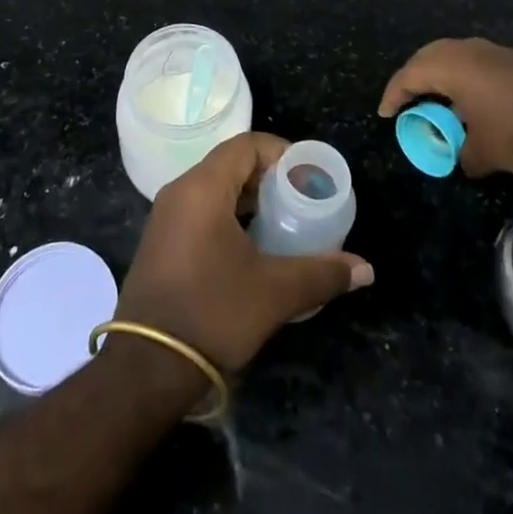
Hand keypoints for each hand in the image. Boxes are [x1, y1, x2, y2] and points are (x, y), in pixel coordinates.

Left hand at [115, 132, 372, 372]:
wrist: (147, 369)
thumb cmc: (213, 312)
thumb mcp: (274, 292)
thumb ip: (321, 273)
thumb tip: (365, 268)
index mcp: (203, 187)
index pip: (246, 145)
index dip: (281, 152)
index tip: (308, 175)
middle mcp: (180, 191)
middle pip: (230, 164)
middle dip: (269, 177)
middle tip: (301, 200)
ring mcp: (166, 218)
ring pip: (215, 189)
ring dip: (249, 199)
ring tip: (283, 222)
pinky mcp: (161, 243)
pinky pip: (200, 211)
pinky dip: (229, 216)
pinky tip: (252, 247)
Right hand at [378, 37, 512, 176]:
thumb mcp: (483, 153)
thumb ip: (463, 153)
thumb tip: (463, 157)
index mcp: (451, 66)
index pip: (410, 74)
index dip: (394, 93)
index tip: (386, 112)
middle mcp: (470, 50)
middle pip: (430, 55)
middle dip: (415, 75)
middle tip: (408, 97)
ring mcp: (497, 51)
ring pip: (458, 54)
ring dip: (444, 74)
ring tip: (441, 97)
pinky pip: (481, 62)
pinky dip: (470, 77)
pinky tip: (479, 100)